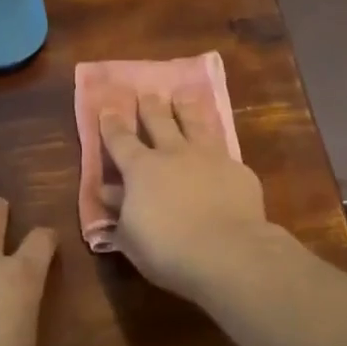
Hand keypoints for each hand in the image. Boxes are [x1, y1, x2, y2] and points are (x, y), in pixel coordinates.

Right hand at [100, 91, 272, 299]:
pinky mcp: (238, 170)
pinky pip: (223, 150)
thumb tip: (109, 191)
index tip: (108, 108)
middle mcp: (174, 153)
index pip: (120, 140)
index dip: (112, 124)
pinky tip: (218, 147)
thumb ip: (120, 209)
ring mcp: (210, 158)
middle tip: (147, 93)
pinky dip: (216, 144)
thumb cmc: (167, 249)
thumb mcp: (131, 235)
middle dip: (150, 106)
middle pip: (160, 121)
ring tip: (183, 95)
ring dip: (186, 108)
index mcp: (140, 169)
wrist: (228, 252)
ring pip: (196, 123)